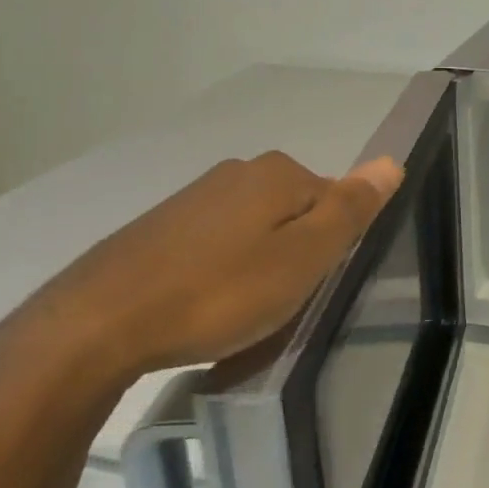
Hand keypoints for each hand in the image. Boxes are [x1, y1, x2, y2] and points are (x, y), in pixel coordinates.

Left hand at [21, 151, 403, 382]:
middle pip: (294, 213)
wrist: (96, 325)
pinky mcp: (161, 226)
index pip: (335, 202)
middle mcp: (239, 171)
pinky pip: (214, 245)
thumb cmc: (219, 293)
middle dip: (294, 254)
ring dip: (257, 266)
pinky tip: (202, 307)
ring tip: (238, 314)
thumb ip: (351, 209)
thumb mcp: (303, 258)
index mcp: (279, 173)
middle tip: (277, 305)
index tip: (307, 287)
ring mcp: (195, 196)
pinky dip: (219, 272)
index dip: (330, 248)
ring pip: (254, 230)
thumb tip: (392, 162)